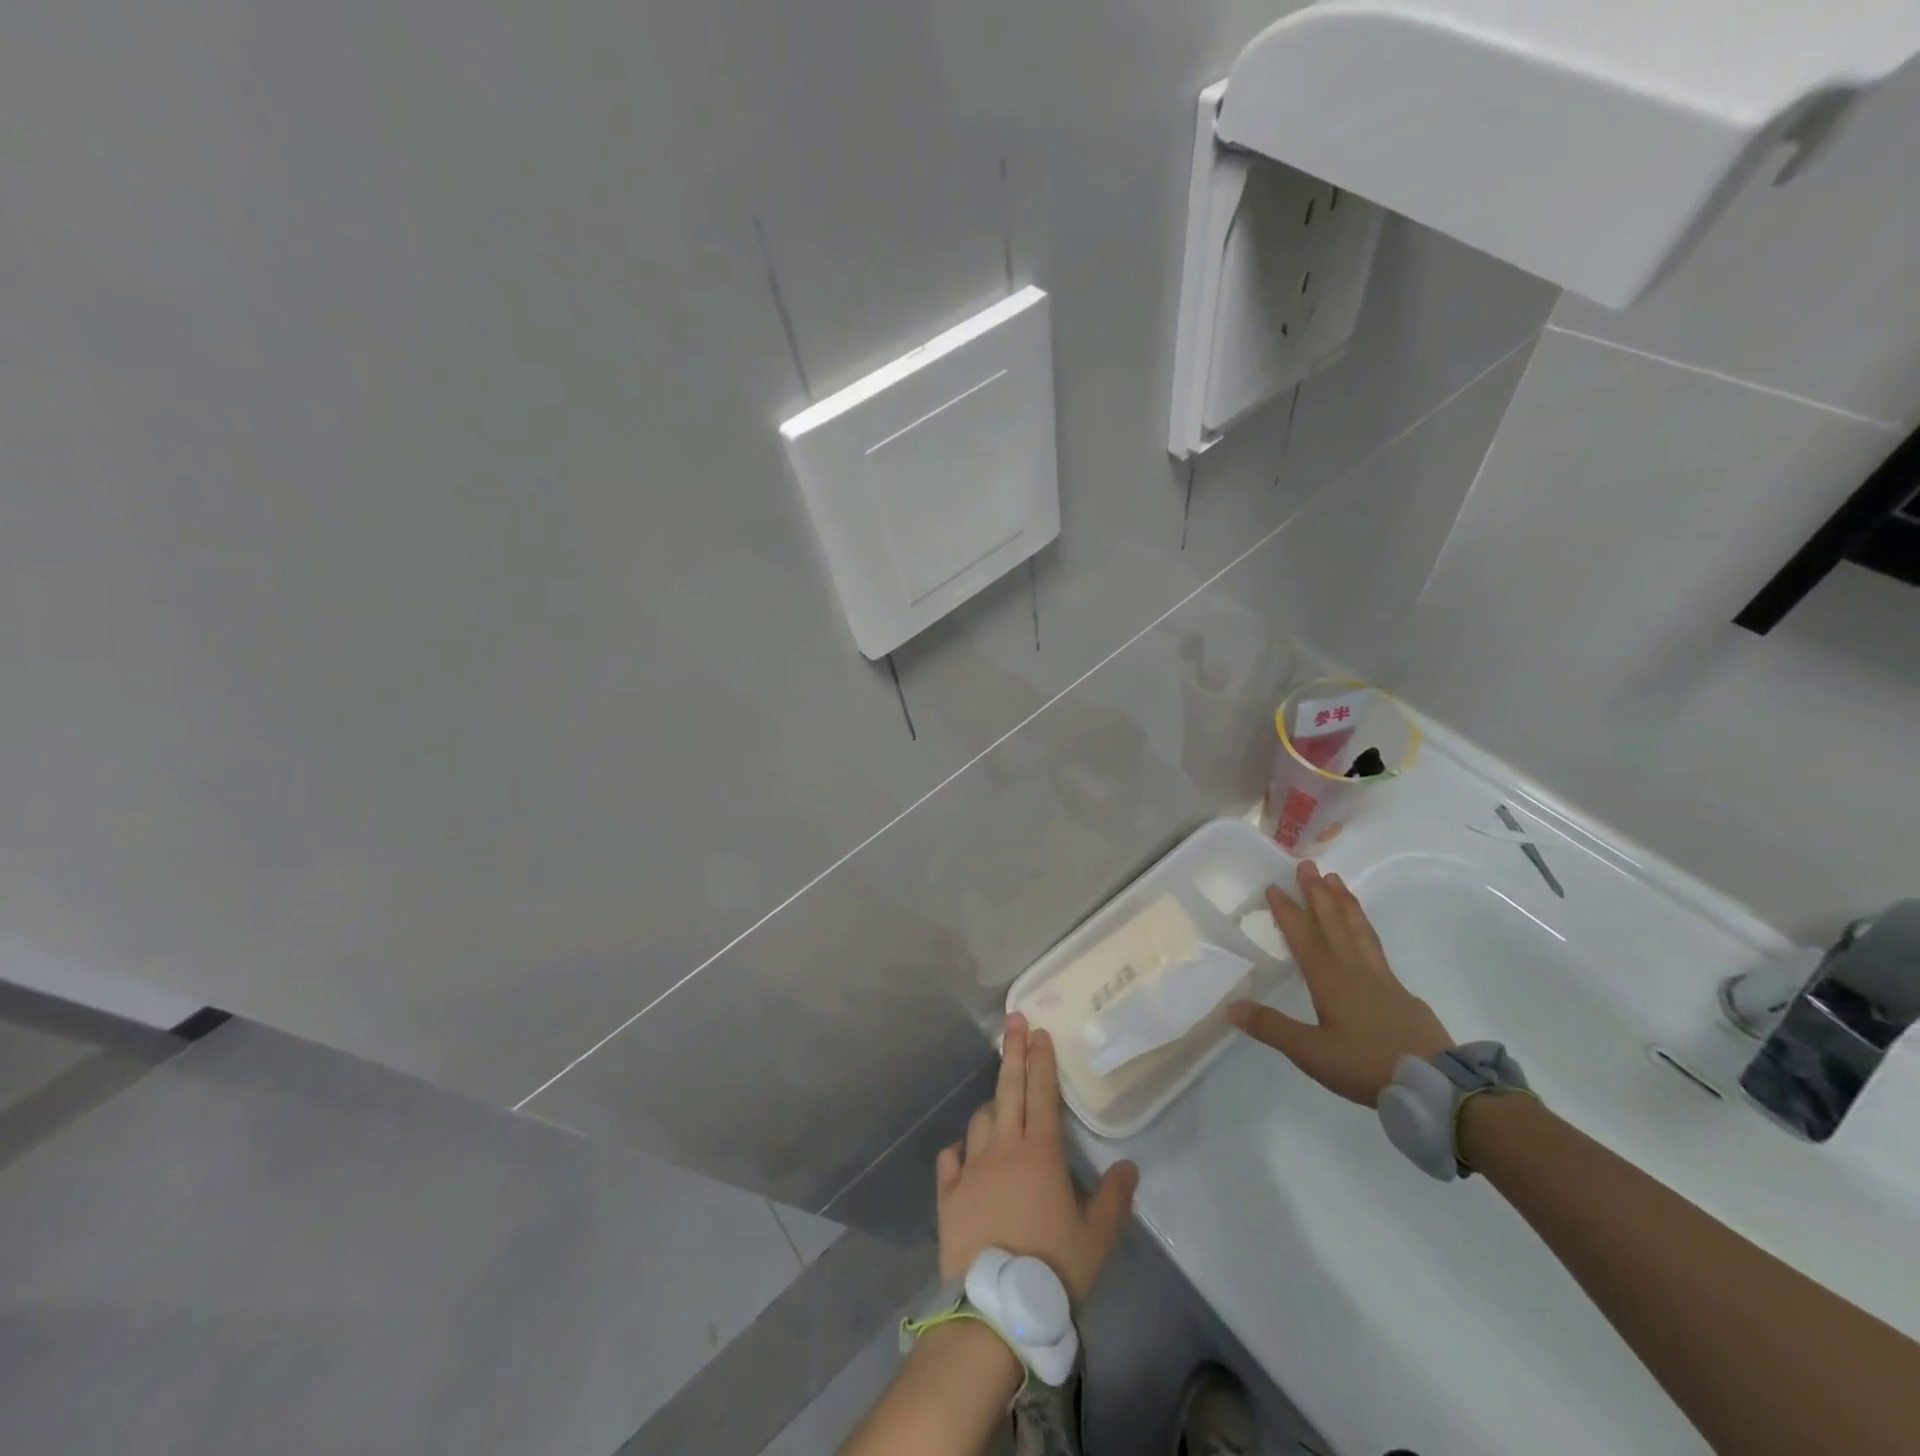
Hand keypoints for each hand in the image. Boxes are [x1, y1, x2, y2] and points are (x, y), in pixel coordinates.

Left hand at [936, 1014, 1138, 1301]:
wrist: (996, 1309)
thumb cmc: (1053, 1269)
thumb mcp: (1097, 1238)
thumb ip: (1114, 1198)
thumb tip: (1129, 1166)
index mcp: (1040, 1153)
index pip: (1042, 1093)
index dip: (1041, 1059)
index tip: (1038, 1030)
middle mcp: (1003, 1148)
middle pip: (1008, 1090)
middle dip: (1013, 1052)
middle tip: (1014, 1021)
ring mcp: (971, 1169)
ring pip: (980, 1121)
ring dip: (991, 1106)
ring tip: (999, 1104)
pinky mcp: (948, 1194)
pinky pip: (950, 1159)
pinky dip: (959, 1151)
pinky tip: (963, 1154)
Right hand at [1227, 860, 1451, 1106]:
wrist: (1435, 1085)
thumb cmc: (1366, 1065)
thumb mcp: (1311, 1052)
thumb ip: (1272, 1027)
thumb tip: (1231, 1006)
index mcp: (1330, 980)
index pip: (1304, 937)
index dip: (1288, 911)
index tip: (1274, 885)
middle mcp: (1355, 971)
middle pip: (1334, 924)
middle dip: (1318, 893)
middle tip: (1308, 865)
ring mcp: (1382, 980)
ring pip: (1359, 931)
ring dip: (1344, 903)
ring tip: (1337, 881)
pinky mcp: (1402, 995)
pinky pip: (1376, 948)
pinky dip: (1365, 930)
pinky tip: (1365, 934)